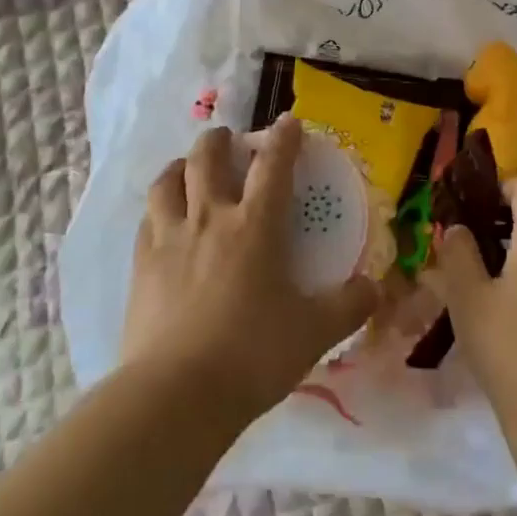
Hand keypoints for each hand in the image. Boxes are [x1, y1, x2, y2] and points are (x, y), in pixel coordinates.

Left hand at [121, 119, 378, 423]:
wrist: (177, 394)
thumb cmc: (252, 355)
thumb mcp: (314, 333)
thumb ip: (349, 306)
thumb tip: (375, 289)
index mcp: (255, 226)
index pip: (273, 166)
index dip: (283, 138)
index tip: (288, 121)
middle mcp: (210, 219)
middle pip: (208, 158)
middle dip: (219, 140)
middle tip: (228, 140)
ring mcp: (169, 239)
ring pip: (167, 182)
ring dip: (181, 166)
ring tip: (188, 169)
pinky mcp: (141, 265)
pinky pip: (147, 220)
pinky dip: (158, 209)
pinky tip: (162, 220)